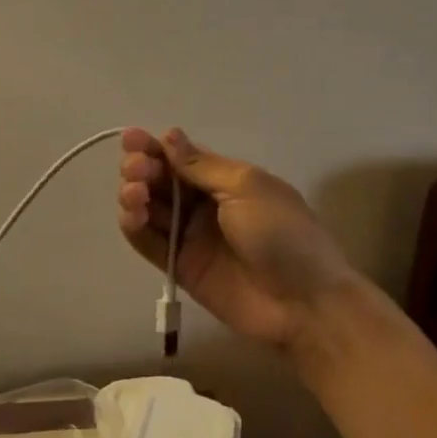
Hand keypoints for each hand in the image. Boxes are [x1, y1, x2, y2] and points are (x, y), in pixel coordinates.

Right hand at [118, 127, 355, 359]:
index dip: (155, 147)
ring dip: (134, 194)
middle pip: (161, 180)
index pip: (181, 158)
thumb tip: (168, 135)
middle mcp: (204, 205)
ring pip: (150, 209)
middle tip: (136, 169)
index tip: (132, 138)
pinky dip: (134, 227)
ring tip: (134, 193)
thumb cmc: (283, 233)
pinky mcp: (180, 267)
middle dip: (142, 168)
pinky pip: (150, 243)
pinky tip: (132, 215)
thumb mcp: (247, 187)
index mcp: (226, 181)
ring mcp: (191, 237)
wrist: (305, 303)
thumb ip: (202, 166)